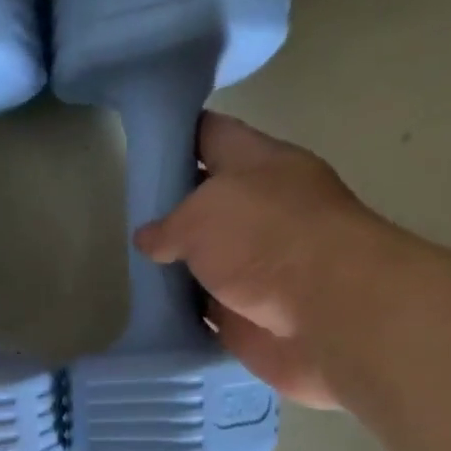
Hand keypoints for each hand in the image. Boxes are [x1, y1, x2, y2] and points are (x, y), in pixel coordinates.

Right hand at [134, 112, 379, 408]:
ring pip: (203, 259)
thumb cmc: (267, 240)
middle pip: (205, 201)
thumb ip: (168, 224)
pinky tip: (148, 310)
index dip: (176, 136)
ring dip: (173, 265)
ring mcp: (255, 265)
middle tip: (125, 214)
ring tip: (130, 267)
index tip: (141, 145)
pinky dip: (181, 311)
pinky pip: (204, 309)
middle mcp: (259, 210)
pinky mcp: (247, 314)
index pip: (212, 135)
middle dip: (169, 208)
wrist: (324, 313)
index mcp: (259, 164)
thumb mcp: (203, 214)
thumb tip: (147, 238)